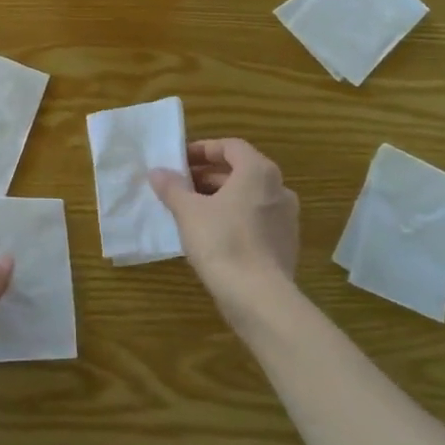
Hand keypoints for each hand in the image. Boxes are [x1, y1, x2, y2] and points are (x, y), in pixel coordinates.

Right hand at [151, 139, 301, 330]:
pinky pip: (255, 219)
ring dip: (220, 197)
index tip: (179, 161)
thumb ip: (172, 187)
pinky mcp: (285, 244)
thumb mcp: (188, 211)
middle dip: (208, 175)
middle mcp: (279, 189)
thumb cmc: (223, 242)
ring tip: (191, 210)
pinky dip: (234, 218)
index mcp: (259, 172)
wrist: (259, 298)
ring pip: (248, 197)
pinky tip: (211, 234)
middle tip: (180, 185)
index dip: (203, 149)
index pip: (231, 146)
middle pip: (240, 171)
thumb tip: (157, 172)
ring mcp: (286, 218)